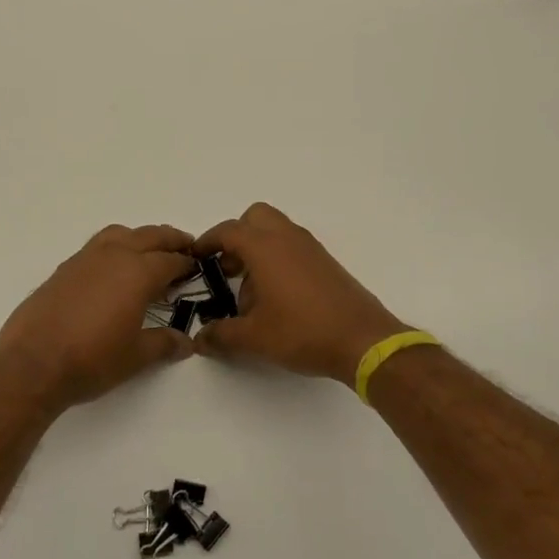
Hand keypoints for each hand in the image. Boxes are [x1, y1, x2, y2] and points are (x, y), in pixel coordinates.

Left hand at [0, 224, 197, 411]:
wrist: (33, 364)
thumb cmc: (92, 359)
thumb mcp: (136, 356)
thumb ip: (164, 343)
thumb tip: (185, 342)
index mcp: (138, 272)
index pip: (171, 260)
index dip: (187, 263)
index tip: (198, 268)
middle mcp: (113, 256)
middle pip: (149, 236)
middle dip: (170, 241)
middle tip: (185, 247)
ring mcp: (85, 259)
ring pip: (120, 234)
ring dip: (140, 238)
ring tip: (148, 254)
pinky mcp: (63, 269)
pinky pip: (96, 247)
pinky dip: (113, 249)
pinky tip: (112, 272)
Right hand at [193, 203, 410, 385]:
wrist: (363, 340)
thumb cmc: (302, 331)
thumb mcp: (254, 338)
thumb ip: (221, 335)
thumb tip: (200, 339)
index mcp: (265, 247)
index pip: (228, 231)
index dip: (207, 242)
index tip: (196, 258)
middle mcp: (287, 238)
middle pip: (255, 218)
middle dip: (236, 237)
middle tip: (227, 269)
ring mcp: (310, 248)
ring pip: (276, 231)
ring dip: (258, 250)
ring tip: (251, 292)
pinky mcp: (326, 263)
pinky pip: (293, 247)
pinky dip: (278, 260)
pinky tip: (277, 298)